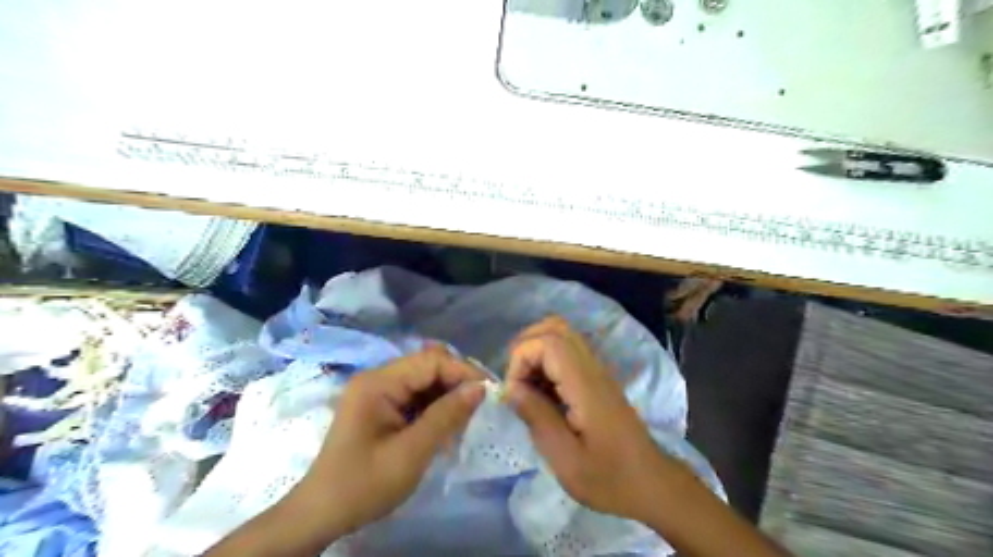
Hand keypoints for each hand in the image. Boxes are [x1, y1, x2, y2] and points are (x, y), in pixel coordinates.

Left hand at [290, 348, 487, 539]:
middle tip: (481, 405)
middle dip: (456, 381)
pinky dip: (434, 407)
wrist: (321, 514)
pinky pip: (415, 396)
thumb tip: (480, 388)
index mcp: (378, 382)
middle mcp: (377, 378)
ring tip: (466, 418)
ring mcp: (377, 391)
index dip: (463, 371)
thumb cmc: (364, 484)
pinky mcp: (381, 406)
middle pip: (427, 366)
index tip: (490, 391)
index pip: (431, 361)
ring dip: (447, 394)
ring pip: (424, 380)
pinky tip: (446, 425)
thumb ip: (447, 416)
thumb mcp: (411, 452)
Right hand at [508, 317, 679, 524]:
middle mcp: (593, 368)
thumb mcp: (566, 459)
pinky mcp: (597, 379)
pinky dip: (547, 363)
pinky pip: (567, 353)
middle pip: (555, 328)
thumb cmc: (608, 478)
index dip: (522, 358)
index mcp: (585, 385)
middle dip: (525, 347)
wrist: (651, 483)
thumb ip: (537, 417)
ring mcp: (597, 371)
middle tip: (515, 381)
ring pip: (562, 336)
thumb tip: (510, 388)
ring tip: (525, 387)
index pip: (549, 342)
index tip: (514, 392)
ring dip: (535, 353)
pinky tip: (542, 393)